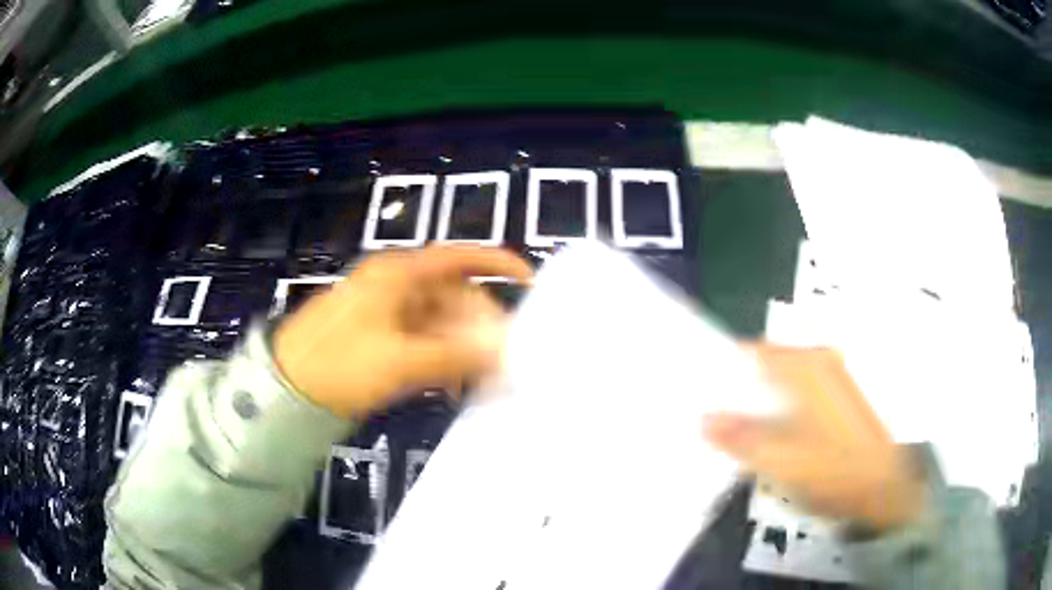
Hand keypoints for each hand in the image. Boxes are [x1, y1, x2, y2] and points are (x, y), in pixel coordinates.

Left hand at [273, 247, 532, 418]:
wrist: (287, 388)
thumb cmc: (340, 364)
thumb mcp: (400, 360)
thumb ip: (456, 355)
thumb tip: (506, 350)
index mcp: (398, 275)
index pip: (457, 257)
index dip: (495, 264)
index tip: (528, 281)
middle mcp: (396, 286)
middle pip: (453, 295)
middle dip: (481, 324)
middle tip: (504, 357)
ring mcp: (388, 313)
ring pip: (441, 323)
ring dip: (463, 347)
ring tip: (483, 378)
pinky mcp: (382, 338)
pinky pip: (424, 342)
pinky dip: (443, 359)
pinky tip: (455, 383)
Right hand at [704, 345, 923, 532]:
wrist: (883, 489)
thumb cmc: (834, 471)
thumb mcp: (780, 461)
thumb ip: (739, 438)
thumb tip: (703, 420)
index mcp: (806, 367)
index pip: (750, 352)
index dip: (722, 371)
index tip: (702, 394)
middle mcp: (822, 361)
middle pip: (767, 366)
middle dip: (741, 391)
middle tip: (719, 422)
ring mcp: (835, 377)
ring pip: (783, 381)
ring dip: (761, 403)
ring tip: (745, 435)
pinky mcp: (841, 396)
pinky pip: (800, 393)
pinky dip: (782, 409)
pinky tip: (778, 438)